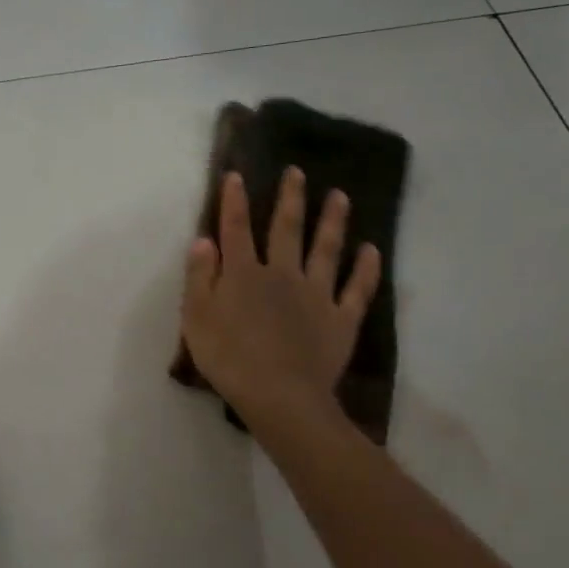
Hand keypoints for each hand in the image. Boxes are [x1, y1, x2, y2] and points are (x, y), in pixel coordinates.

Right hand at [180, 168, 380, 430]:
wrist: (279, 395)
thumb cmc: (229, 359)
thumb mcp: (197, 318)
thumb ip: (199, 277)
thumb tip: (204, 239)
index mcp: (244, 274)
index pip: (236, 229)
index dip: (234, 201)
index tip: (236, 175)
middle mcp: (282, 274)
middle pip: (287, 229)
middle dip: (290, 199)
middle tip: (297, 172)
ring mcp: (316, 294)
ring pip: (326, 249)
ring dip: (333, 221)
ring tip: (340, 196)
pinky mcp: (341, 318)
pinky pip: (356, 289)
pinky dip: (365, 269)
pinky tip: (371, 251)